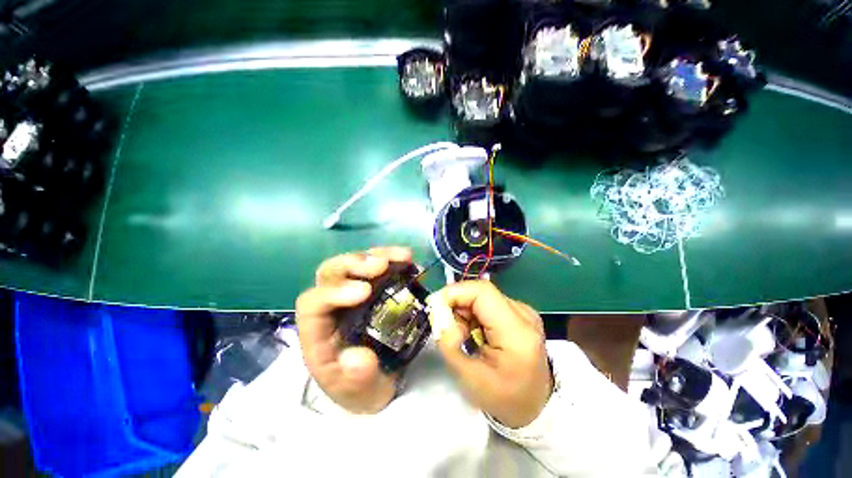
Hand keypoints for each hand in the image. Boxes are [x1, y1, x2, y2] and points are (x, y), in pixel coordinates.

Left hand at [296, 247, 411, 413]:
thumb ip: (357, 380)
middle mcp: (332, 305)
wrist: (379, 379)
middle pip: (331, 273)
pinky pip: (378, 265)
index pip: (313, 304)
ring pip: (355, 262)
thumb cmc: (363, 388)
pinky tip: (408, 259)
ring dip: (378, 255)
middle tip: (382, 266)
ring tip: (403, 256)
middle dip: (355, 264)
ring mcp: (353, 292)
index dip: (335, 292)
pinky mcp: (373, 286)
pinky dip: (392, 259)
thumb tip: (358, 357)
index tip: (366, 292)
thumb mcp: (361, 394)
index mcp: (318, 332)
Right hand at [430, 280, 553, 428]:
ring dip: (464, 310)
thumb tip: (439, 315)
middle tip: (445, 326)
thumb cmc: (503, 399)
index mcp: (517, 333)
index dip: (455, 293)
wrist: (535, 405)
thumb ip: (449, 344)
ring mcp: (524, 311)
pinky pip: (488, 302)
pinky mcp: (519, 313)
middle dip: (457, 304)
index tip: (434, 307)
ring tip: (462, 335)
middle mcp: (524, 315)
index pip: (482, 292)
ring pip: (482, 296)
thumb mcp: (470, 379)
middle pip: (481, 292)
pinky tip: (474, 332)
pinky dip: (473, 313)